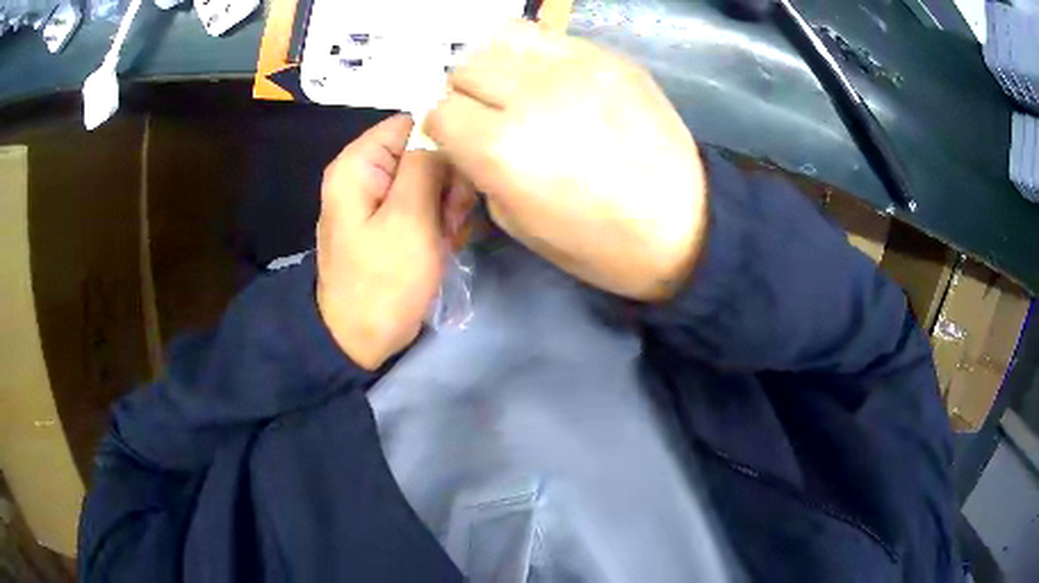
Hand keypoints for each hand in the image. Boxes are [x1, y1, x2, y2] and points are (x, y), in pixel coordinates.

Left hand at [316, 115, 473, 369]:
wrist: (360, 340)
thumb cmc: (383, 281)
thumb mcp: (409, 218)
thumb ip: (425, 164)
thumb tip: (441, 129)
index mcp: (359, 163)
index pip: (412, 122)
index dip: (443, 142)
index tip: (461, 176)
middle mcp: (364, 172)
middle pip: (423, 150)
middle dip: (447, 180)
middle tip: (453, 217)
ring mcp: (376, 198)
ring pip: (429, 178)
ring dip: (448, 203)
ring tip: (448, 236)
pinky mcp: (388, 221)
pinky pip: (423, 203)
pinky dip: (439, 219)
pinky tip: (445, 242)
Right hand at [425, 21, 707, 300]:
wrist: (685, 226)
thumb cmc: (601, 244)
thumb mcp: (519, 226)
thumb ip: (480, 172)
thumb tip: (469, 140)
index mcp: (502, 149)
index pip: (440, 113)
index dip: (447, 131)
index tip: (464, 142)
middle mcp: (530, 95)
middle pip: (464, 69)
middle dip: (468, 95)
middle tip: (494, 117)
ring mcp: (575, 68)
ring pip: (500, 39)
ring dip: (498, 66)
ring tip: (520, 90)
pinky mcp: (610, 58)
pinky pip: (549, 37)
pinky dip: (538, 56)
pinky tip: (558, 82)